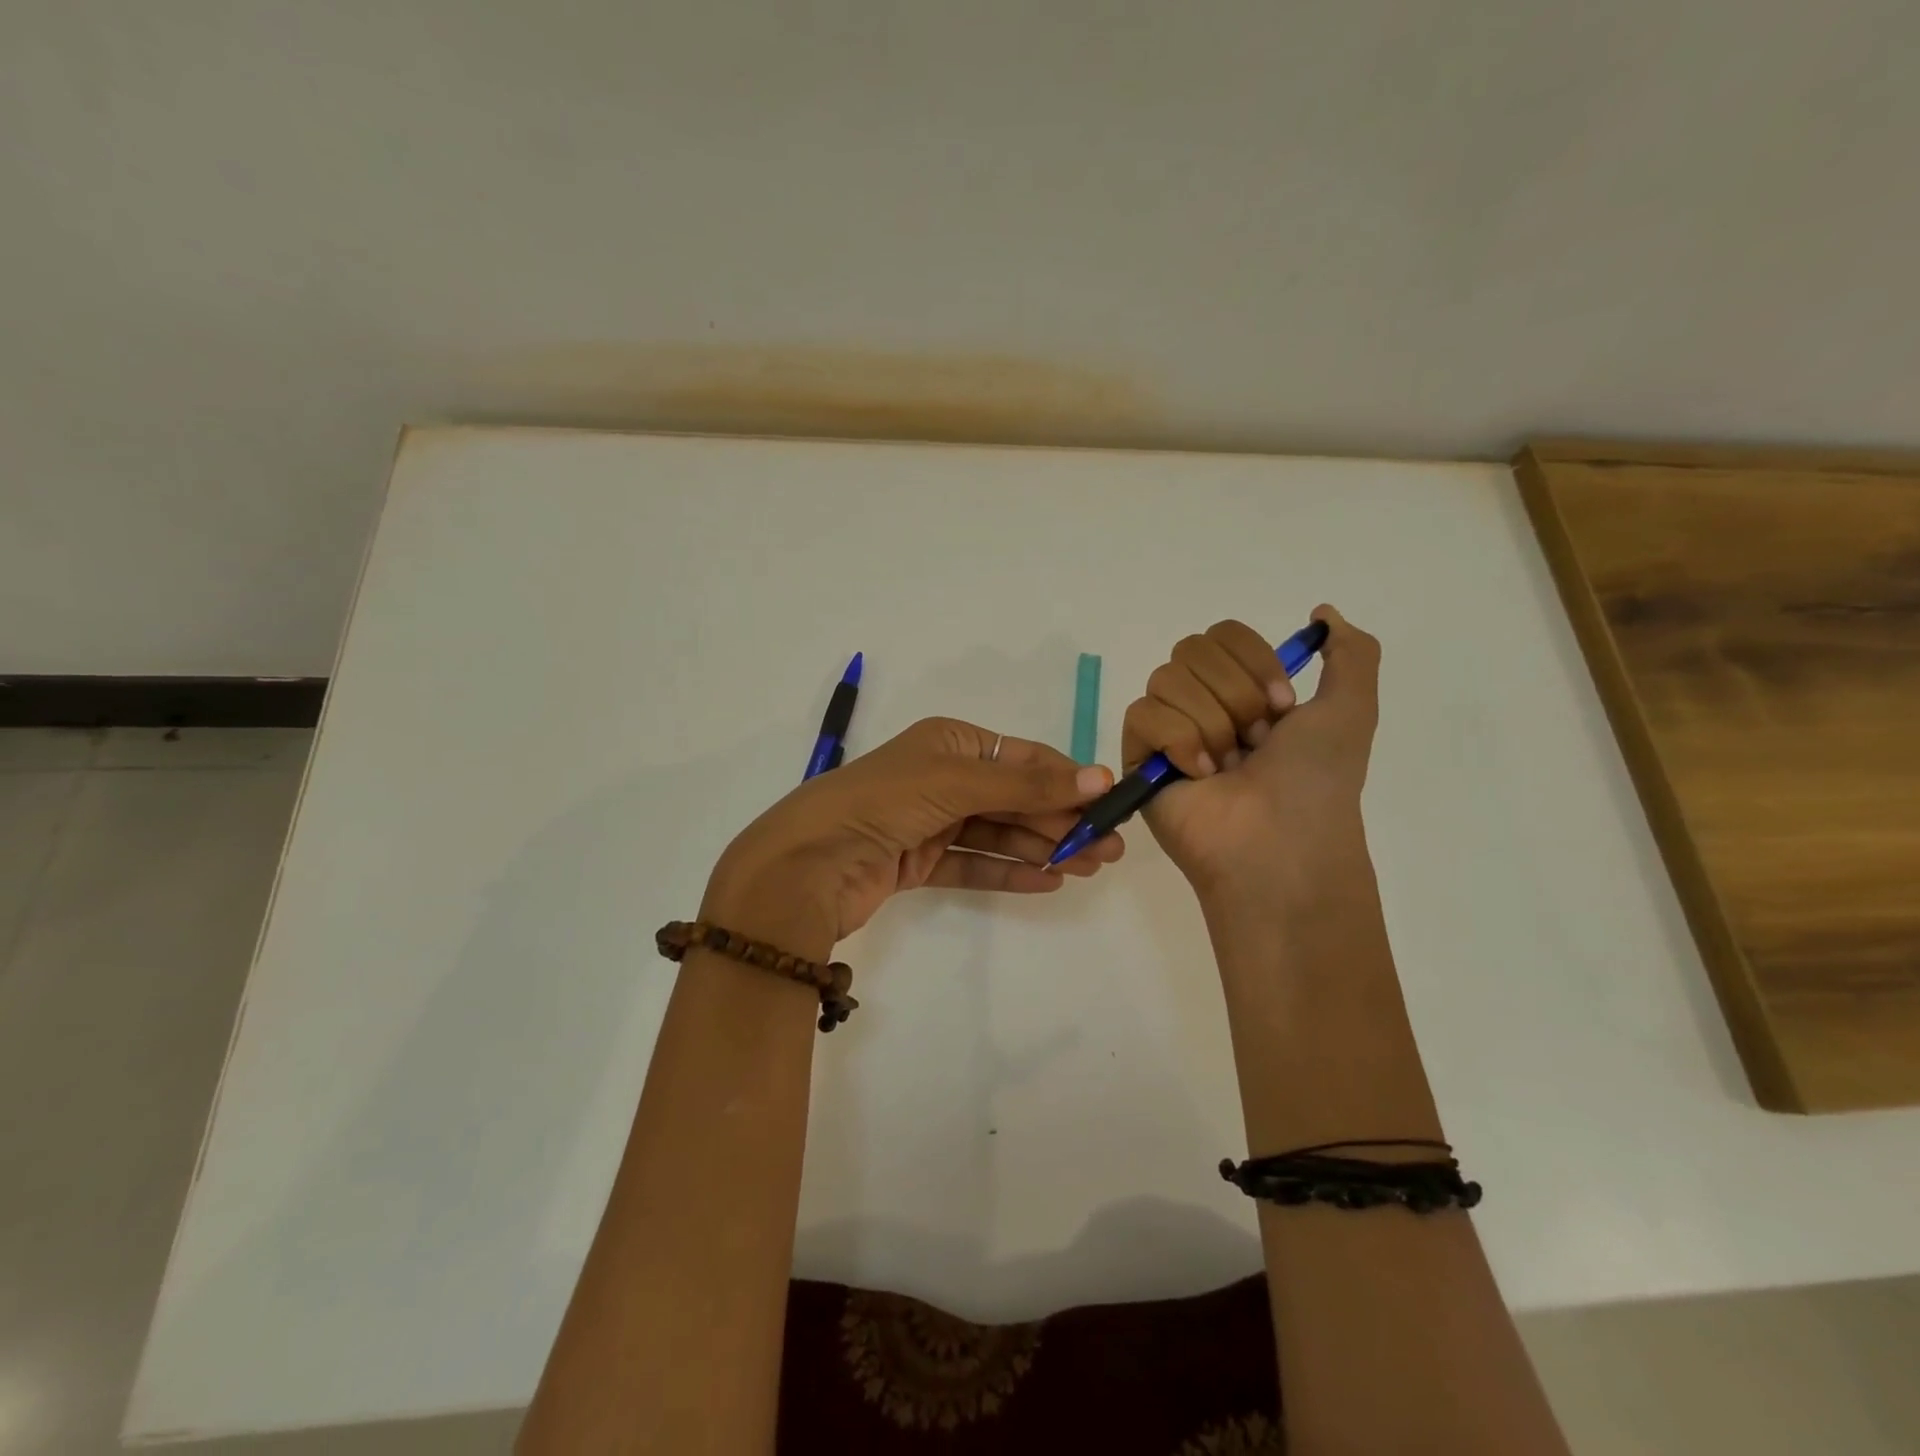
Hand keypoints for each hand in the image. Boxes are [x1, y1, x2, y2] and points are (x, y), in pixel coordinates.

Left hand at [703, 718, 1123, 959]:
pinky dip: (1009, 872)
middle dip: (1061, 820)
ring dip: (1043, 848)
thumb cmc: (884, 802)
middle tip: (1109, 848)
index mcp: (949, 743)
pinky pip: (974, 865)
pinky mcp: (918, 862)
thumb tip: (1100, 778)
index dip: (1066, 780)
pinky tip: (1048, 881)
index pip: (1021, 759)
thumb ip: (1028, 787)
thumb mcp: (958, 782)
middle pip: (1014, 799)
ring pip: (998, 834)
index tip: (1109, 804)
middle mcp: (941, 778)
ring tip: (1089, 867)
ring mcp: (929, 822)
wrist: (807, 863)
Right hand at [1121, 607, 1380, 900]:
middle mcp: (1203, 705)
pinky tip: (1198, 775)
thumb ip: (1351, 652)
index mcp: (1246, 692)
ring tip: (1226, 767)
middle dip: (1235, 694)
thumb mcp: (1351, 709)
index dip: (1253, 662)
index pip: (1223, 635)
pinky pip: (1142, 715)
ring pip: (1166, 679)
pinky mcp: (1138, 758)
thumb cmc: (1316, 781)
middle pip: (1191, 650)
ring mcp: (1167, 732)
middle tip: (1255, 742)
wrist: (1280, 843)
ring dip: (1210, 723)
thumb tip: (1322, 611)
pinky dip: (1178, 741)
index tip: (1284, 708)